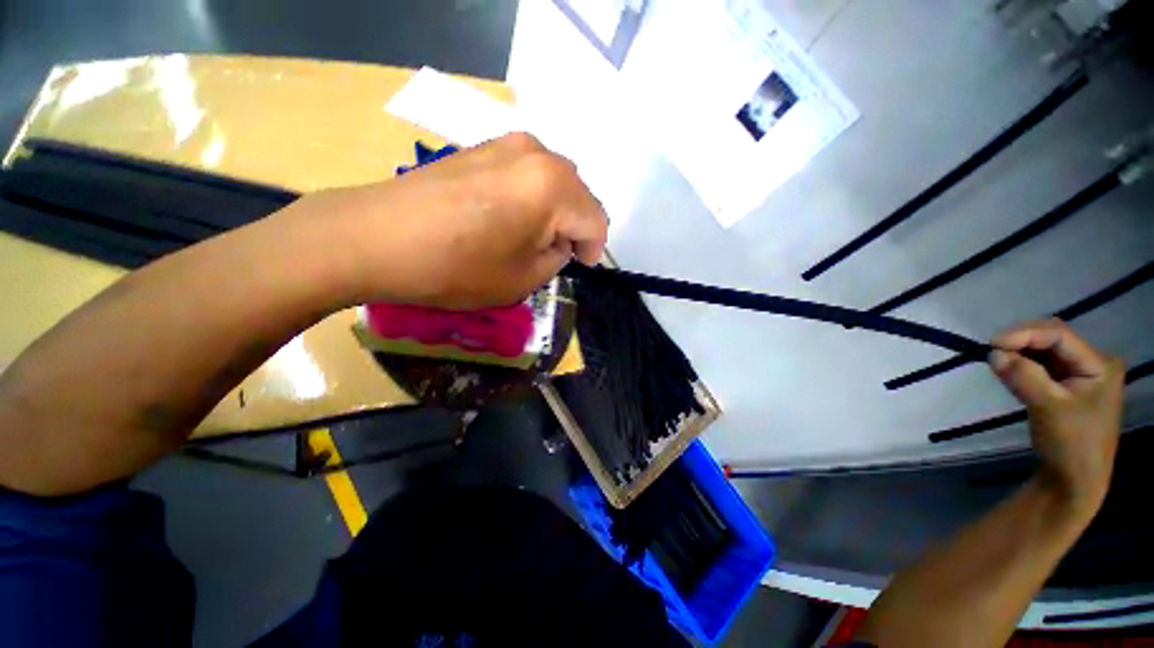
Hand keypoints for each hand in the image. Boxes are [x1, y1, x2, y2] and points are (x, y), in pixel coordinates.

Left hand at [280, 132, 608, 308]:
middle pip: (578, 195)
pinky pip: (526, 173)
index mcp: (554, 187)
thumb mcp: (522, 279)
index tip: (580, 267)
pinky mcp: (481, 146)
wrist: (375, 238)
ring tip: (531, 238)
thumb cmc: (456, 267)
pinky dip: (531, 198)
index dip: (594, 249)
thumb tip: (558, 244)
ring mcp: (506, 143)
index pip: (596, 220)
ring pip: (553, 182)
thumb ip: (555, 259)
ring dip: (554, 212)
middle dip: (575, 227)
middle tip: (556, 254)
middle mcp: (537, 154)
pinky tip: (508, 218)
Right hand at [990, 319, 1124, 508]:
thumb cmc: (1070, 444)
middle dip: (1021, 342)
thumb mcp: (1047, 408)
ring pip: (1044, 351)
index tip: (991, 343)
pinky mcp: (1064, 387)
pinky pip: (1040, 366)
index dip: (1025, 335)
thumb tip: (993, 352)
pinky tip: (1008, 371)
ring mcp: (1079, 376)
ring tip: (997, 362)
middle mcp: (1092, 364)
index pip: (1059, 336)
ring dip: (1019, 353)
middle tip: (992, 352)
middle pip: (1052, 338)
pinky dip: (1021, 365)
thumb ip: (1023, 377)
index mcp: (1099, 365)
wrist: (1073, 481)